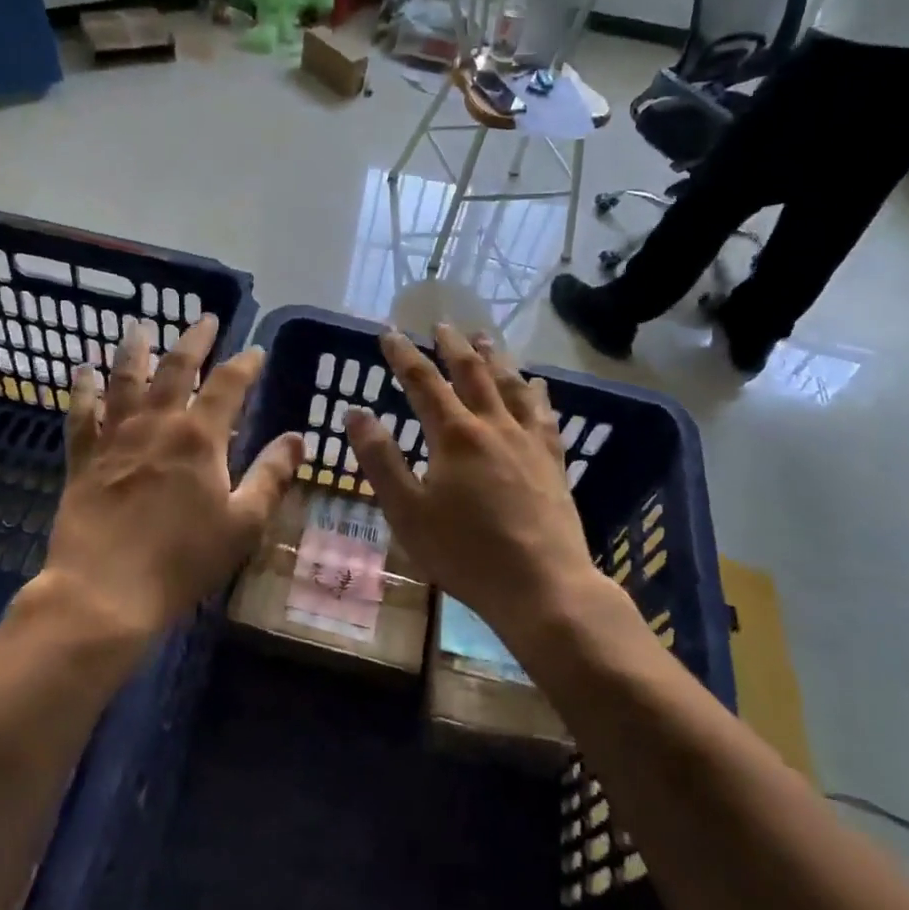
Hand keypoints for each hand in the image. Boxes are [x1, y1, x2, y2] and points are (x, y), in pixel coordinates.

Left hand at [36, 316, 303, 643]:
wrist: (105, 591)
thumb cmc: (182, 560)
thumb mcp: (243, 523)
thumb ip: (271, 476)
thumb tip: (297, 438)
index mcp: (199, 438)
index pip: (229, 385)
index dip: (245, 363)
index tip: (256, 350)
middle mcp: (157, 424)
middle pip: (177, 368)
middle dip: (194, 340)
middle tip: (204, 320)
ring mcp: (115, 438)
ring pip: (125, 379)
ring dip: (135, 349)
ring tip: (139, 327)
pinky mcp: (83, 459)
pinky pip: (81, 414)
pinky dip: (82, 389)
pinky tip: (82, 370)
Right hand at [343, 324, 630, 644]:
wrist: (542, 585)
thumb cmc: (465, 553)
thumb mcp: (407, 512)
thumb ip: (380, 460)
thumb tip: (355, 413)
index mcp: (454, 435)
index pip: (423, 382)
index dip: (403, 355)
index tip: (389, 333)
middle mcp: (493, 425)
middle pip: (471, 372)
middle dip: (452, 346)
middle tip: (441, 324)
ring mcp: (528, 440)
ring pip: (510, 384)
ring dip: (494, 357)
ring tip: (484, 337)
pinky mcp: (552, 460)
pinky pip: (544, 413)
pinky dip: (535, 392)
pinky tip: (536, 384)